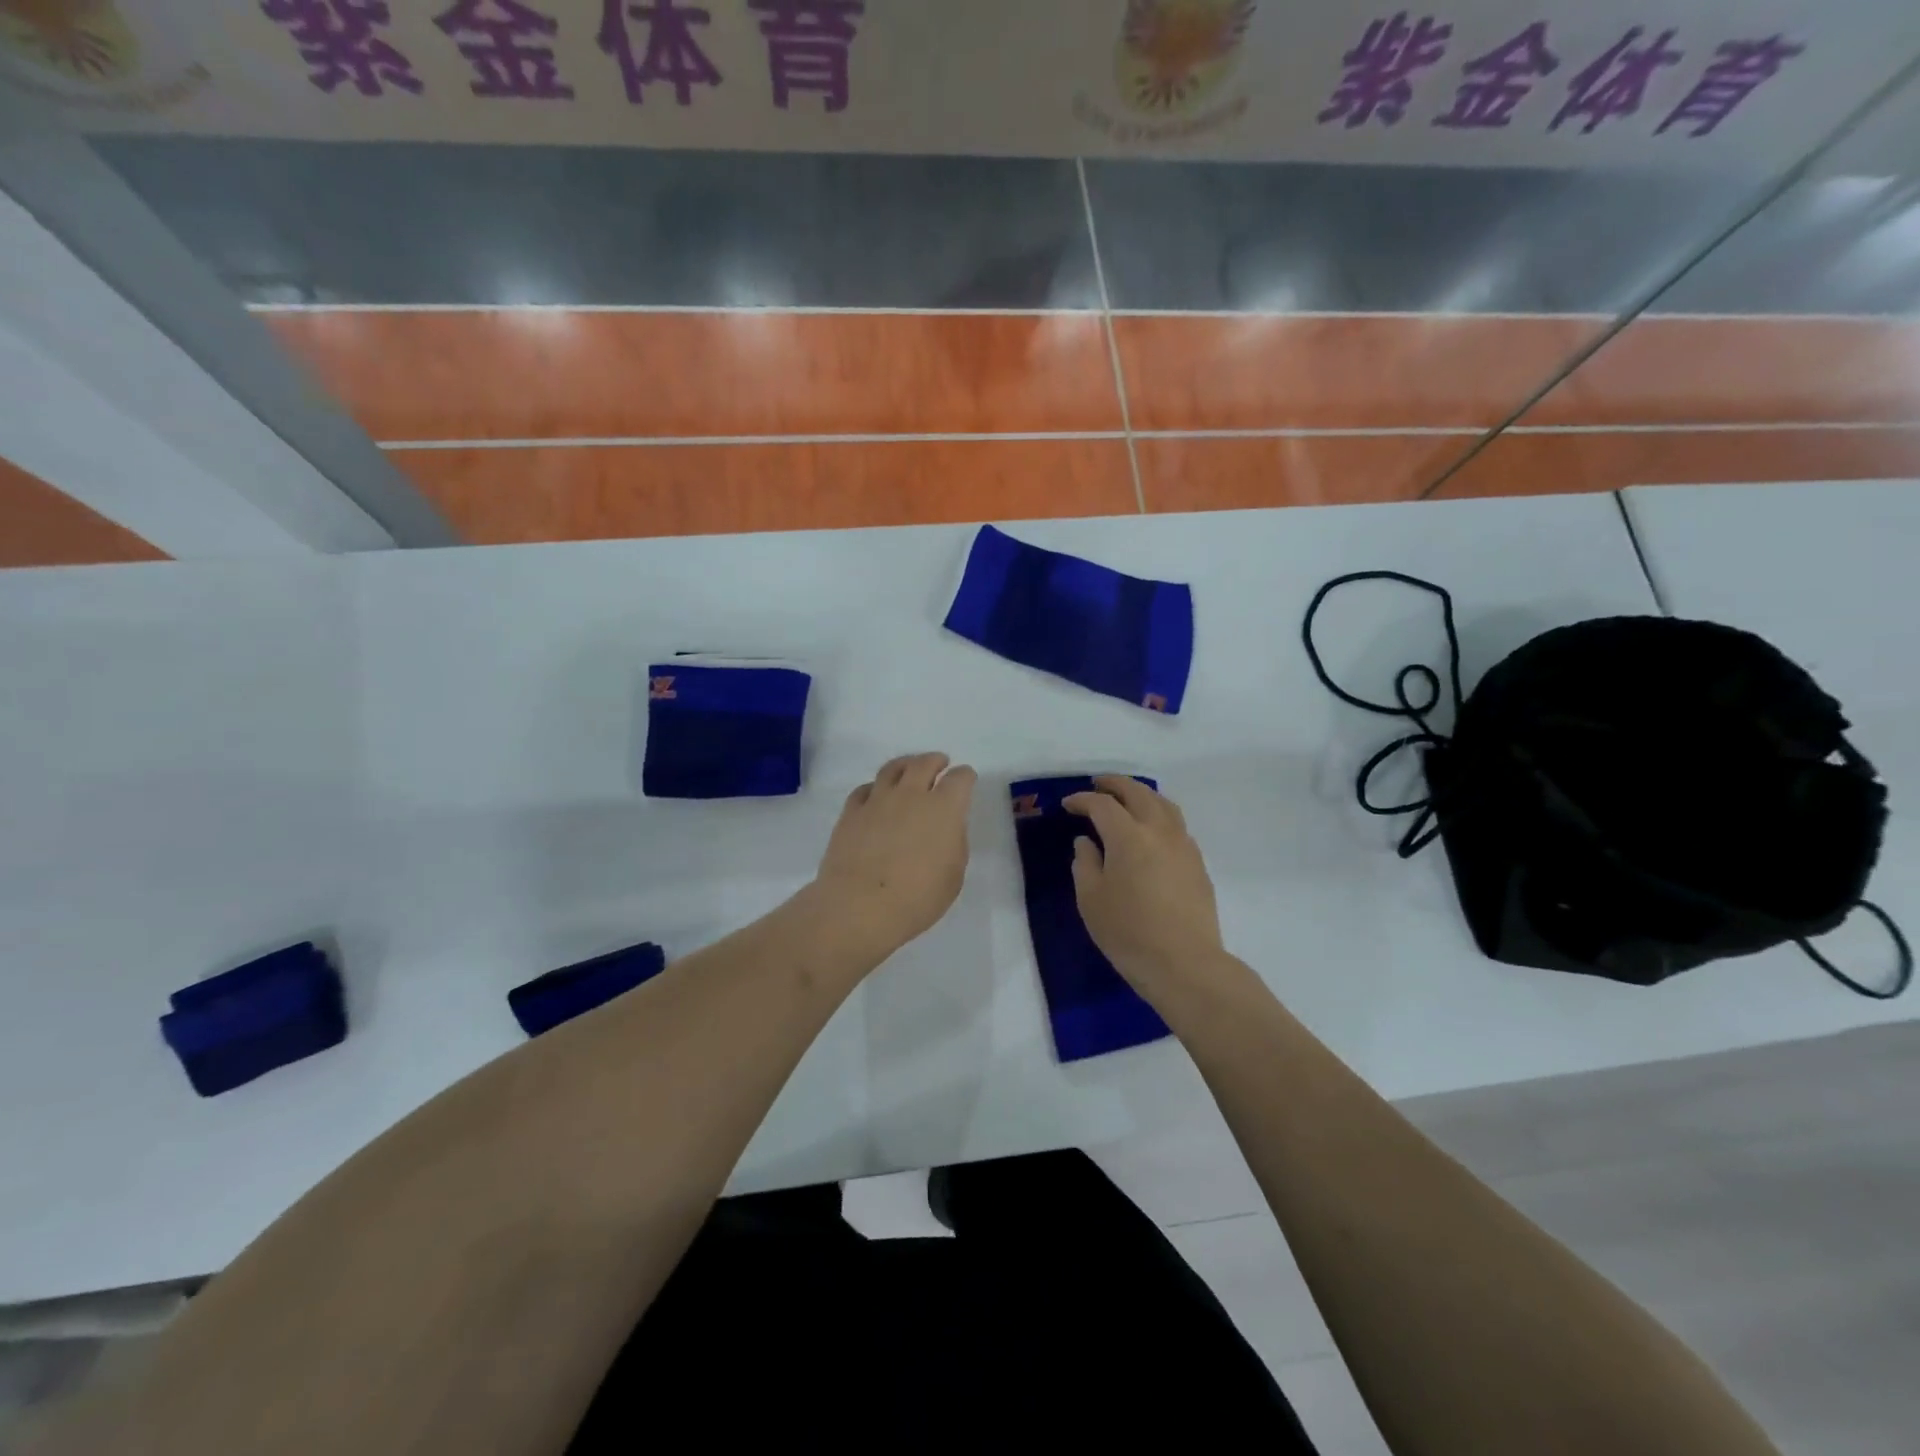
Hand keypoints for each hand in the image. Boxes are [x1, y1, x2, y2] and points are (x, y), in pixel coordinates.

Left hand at [811, 752, 976, 960]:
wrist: (860, 906)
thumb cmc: (917, 897)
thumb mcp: (953, 875)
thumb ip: (953, 843)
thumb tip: (945, 828)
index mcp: (944, 808)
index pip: (960, 779)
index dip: (965, 777)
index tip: (966, 780)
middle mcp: (911, 794)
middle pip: (924, 763)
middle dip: (935, 760)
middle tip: (939, 763)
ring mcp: (877, 800)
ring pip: (892, 768)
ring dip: (905, 764)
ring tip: (908, 769)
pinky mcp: (851, 812)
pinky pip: (864, 789)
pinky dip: (875, 788)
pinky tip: (875, 796)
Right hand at [1065, 776, 1227, 1001]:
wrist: (1184, 963)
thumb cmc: (1128, 932)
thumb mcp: (1091, 900)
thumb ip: (1085, 864)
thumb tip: (1087, 842)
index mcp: (1128, 836)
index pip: (1103, 805)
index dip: (1083, 800)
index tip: (1068, 804)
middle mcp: (1159, 831)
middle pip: (1138, 793)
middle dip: (1115, 784)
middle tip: (1098, 785)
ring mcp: (1184, 845)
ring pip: (1163, 804)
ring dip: (1142, 794)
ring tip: (1127, 798)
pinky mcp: (1197, 862)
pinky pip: (1177, 824)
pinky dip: (1159, 814)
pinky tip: (1151, 829)